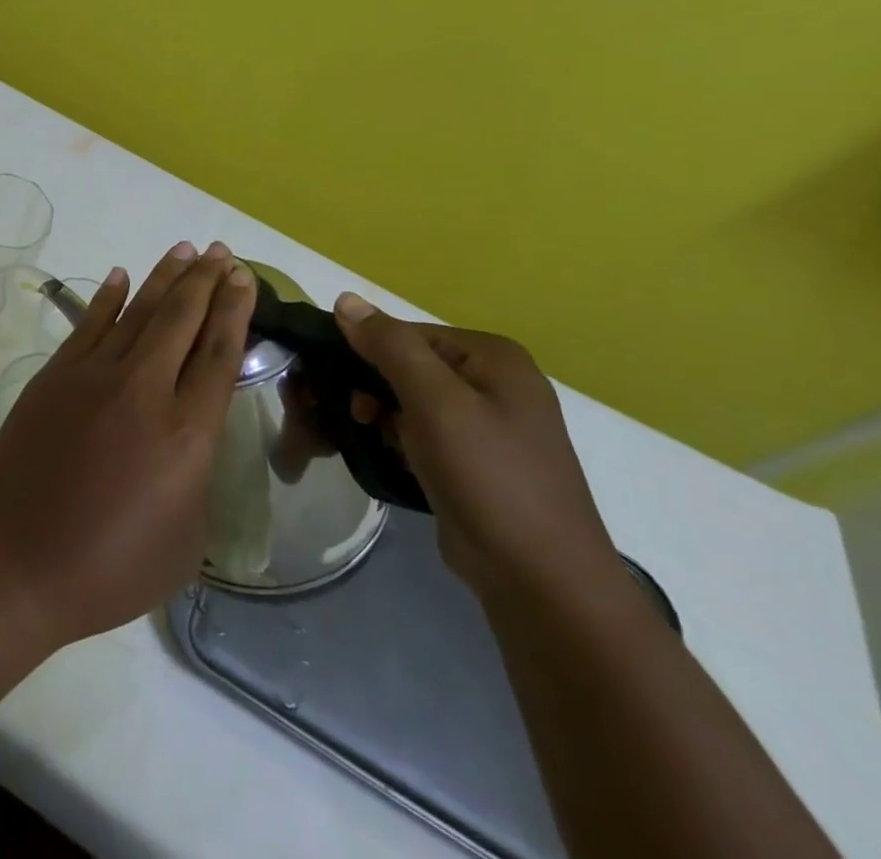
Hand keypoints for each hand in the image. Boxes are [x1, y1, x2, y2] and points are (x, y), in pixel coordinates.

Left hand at [0, 241, 257, 645]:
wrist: (18, 559)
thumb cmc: (110, 568)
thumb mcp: (185, 540)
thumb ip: (196, 478)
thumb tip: (188, 442)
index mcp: (186, 434)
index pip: (218, 354)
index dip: (234, 310)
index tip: (244, 278)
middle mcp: (144, 390)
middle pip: (182, 320)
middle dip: (206, 281)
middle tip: (222, 252)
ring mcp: (93, 375)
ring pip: (138, 312)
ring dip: (164, 278)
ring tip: (186, 250)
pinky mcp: (55, 374)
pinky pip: (89, 324)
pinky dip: (108, 297)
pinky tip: (121, 276)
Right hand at [332, 293, 625, 604]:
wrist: (541, 582)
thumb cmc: (489, 478)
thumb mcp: (435, 403)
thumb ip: (390, 347)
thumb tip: (344, 299)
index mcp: (493, 357)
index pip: (407, 333)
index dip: (367, 352)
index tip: (339, 384)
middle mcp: (495, 382)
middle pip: (409, 364)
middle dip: (374, 386)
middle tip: (355, 416)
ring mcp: (490, 424)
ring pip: (412, 400)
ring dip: (383, 415)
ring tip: (372, 440)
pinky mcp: (478, 461)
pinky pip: (424, 432)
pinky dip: (401, 439)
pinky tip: (391, 457)